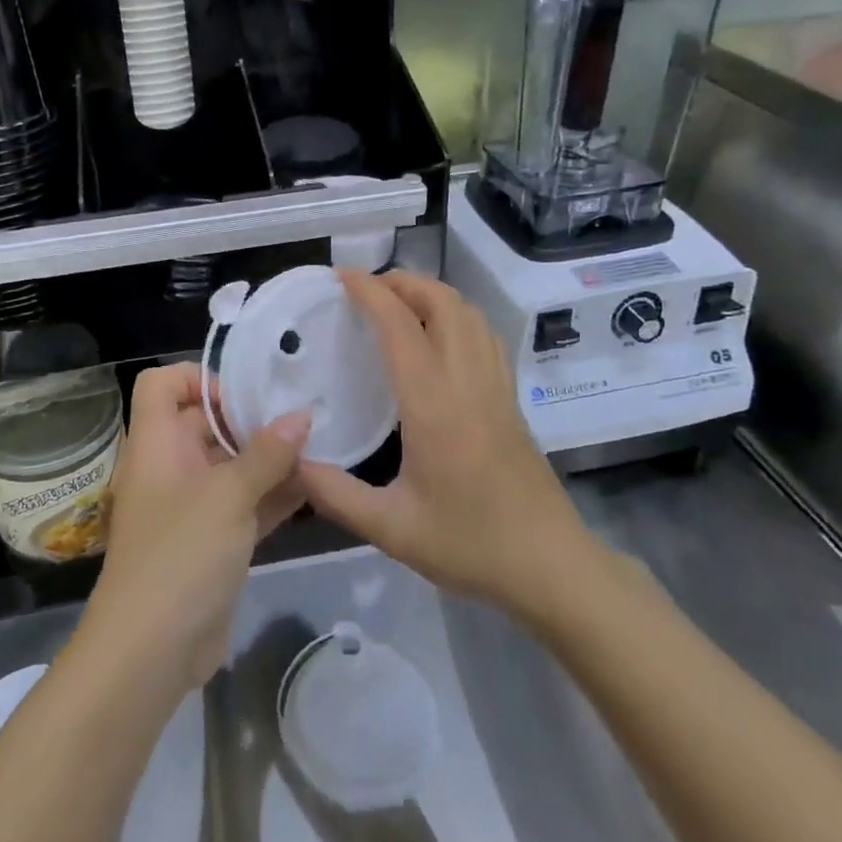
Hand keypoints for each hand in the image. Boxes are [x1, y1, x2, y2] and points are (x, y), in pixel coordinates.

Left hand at [84, 363, 308, 691]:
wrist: (150, 653)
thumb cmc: (181, 554)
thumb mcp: (229, 496)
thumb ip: (268, 454)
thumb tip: (301, 415)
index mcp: (156, 444)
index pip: (162, 384)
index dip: (199, 379)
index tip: (242, 399)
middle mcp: (169, 468)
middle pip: (203, 423)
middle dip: (250, 420)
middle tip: (298, 421)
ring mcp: (189, 507)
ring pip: (229, 466)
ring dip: (268, 459)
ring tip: (316, 451)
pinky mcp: (210, 542)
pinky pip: (242, 504)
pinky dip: (271, 495)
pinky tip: (312, 489)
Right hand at [299, 270, 588, 612]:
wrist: (550, 565)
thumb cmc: (469, 544)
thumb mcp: (391, 528)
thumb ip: (335, 494)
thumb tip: (291, 460)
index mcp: (433, 403)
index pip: (400, 325)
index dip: (370, 291)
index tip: (342, 275)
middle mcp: (467, 381)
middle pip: (443, 302)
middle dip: (405, 281)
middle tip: (368, 287)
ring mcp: (495, 385)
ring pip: (470, 313)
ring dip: (434, 293)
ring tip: (400, 301)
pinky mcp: (511, 397)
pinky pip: (485, 335)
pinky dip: (459, 315)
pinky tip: (441, 334)